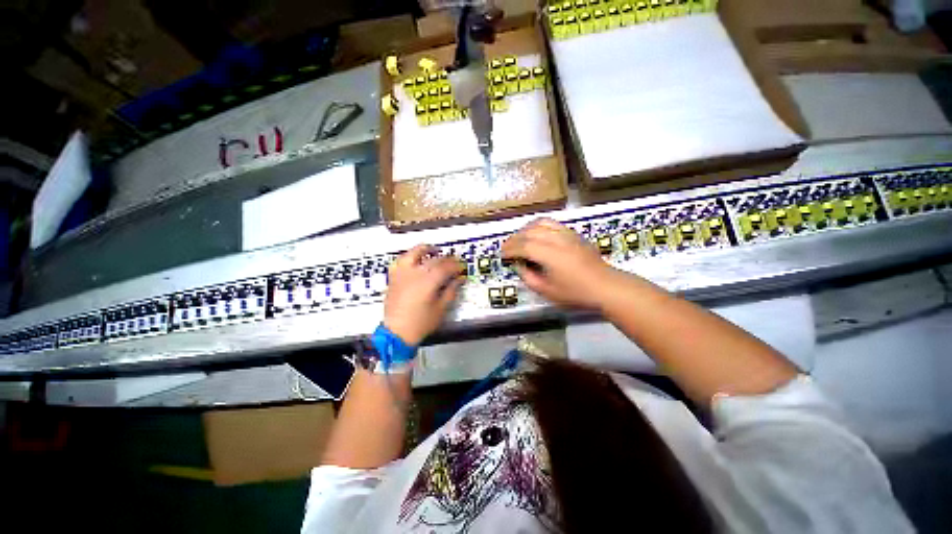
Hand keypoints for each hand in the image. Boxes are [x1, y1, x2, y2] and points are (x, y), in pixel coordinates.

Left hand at [384, 245, 464, 345]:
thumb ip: (450, 291)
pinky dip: (408, 257)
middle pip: (433, 260)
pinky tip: (413, 259)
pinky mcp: (393, 277)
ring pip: (413, 253)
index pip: (446, 267)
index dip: (456, 266)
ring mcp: (402, 274)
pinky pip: (399, 261)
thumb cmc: (420, 324)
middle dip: (446, 259)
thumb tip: (459, 280)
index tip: (462, 267)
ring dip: (424, 249)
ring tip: (432, 250)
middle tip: (453, 261)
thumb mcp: (440, 309)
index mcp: (428, 281)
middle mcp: (414, 273)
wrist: (397, 332)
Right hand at [502, 218, 622, 309]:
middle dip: (516, 238)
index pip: (523, 245)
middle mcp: (556, 239)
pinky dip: (540, 227)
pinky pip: (553, 224)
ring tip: (521, 239)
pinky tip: (538, 235)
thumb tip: (520, 266)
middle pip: (530, 231)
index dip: (510, 249)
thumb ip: (530, 278)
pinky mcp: (574, 234)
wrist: (605, 286)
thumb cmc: (576, 293)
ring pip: (541, 223)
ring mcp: (567, 234)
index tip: (502, 255)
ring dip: (527, 229)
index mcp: (549, 254)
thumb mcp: (548, 292)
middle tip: (508, 248)